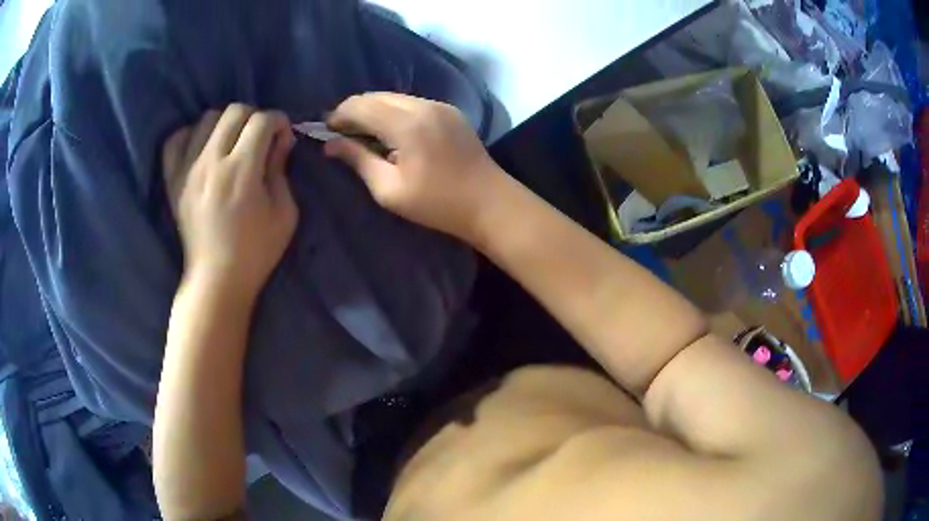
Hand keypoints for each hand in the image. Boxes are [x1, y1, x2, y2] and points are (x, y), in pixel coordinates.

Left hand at [162, 104, 297, 300]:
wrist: (217, 280)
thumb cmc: (256, 252)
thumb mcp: (285, 213)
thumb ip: (281, 169)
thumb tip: (279, 140)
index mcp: (242, 171)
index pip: (262, 120)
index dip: (279, 121)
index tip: (283, 137)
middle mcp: (211, 162)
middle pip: (235, 110)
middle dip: (255, 117)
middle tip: (260, 138)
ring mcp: (187, 169)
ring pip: (207, 118)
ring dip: (226, 123)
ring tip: (232, 143)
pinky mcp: (173, 180)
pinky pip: (175, 139)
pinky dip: (190, 135)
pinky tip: (202, 147)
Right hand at [324, 93, 499, 240]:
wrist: (489, 203)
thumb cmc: (437, 204)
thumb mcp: (390, 190)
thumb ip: (358, 161)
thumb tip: (331, 145)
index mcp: (406, 124)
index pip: (361, 105)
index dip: (339, 115)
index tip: (326, 131)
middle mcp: (423, 105)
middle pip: (377, 96)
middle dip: (354, 110)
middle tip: (342, 133)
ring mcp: (440, 106)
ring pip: (394, 97)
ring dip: (374, 110)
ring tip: (364, 133)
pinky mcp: (450, 111)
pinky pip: (412, 103)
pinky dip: (394, 112)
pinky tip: (391, 132)